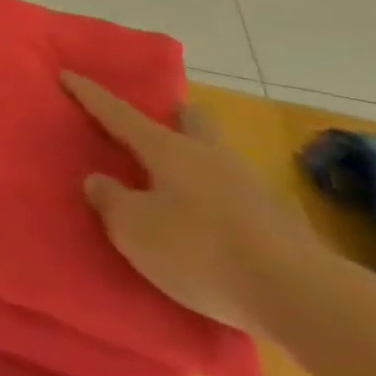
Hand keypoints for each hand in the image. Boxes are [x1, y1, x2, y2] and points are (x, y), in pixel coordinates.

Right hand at [63, 72, 321, 336]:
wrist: (308, 301)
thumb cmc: (202, 252)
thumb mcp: (134, 229)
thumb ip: (110, 200)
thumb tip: (100, 181)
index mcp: (168, 150)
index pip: (119, 113)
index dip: (90, 95)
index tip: (68, 73)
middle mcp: (211, 158)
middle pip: (192, 123)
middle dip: (174, 118)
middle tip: (158, 123)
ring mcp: (253, 189)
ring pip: (219, 159)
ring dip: (200, 164)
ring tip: (180, 185)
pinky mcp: (284, 227)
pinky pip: (240, 200)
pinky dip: (221, 203)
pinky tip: (215, 226)